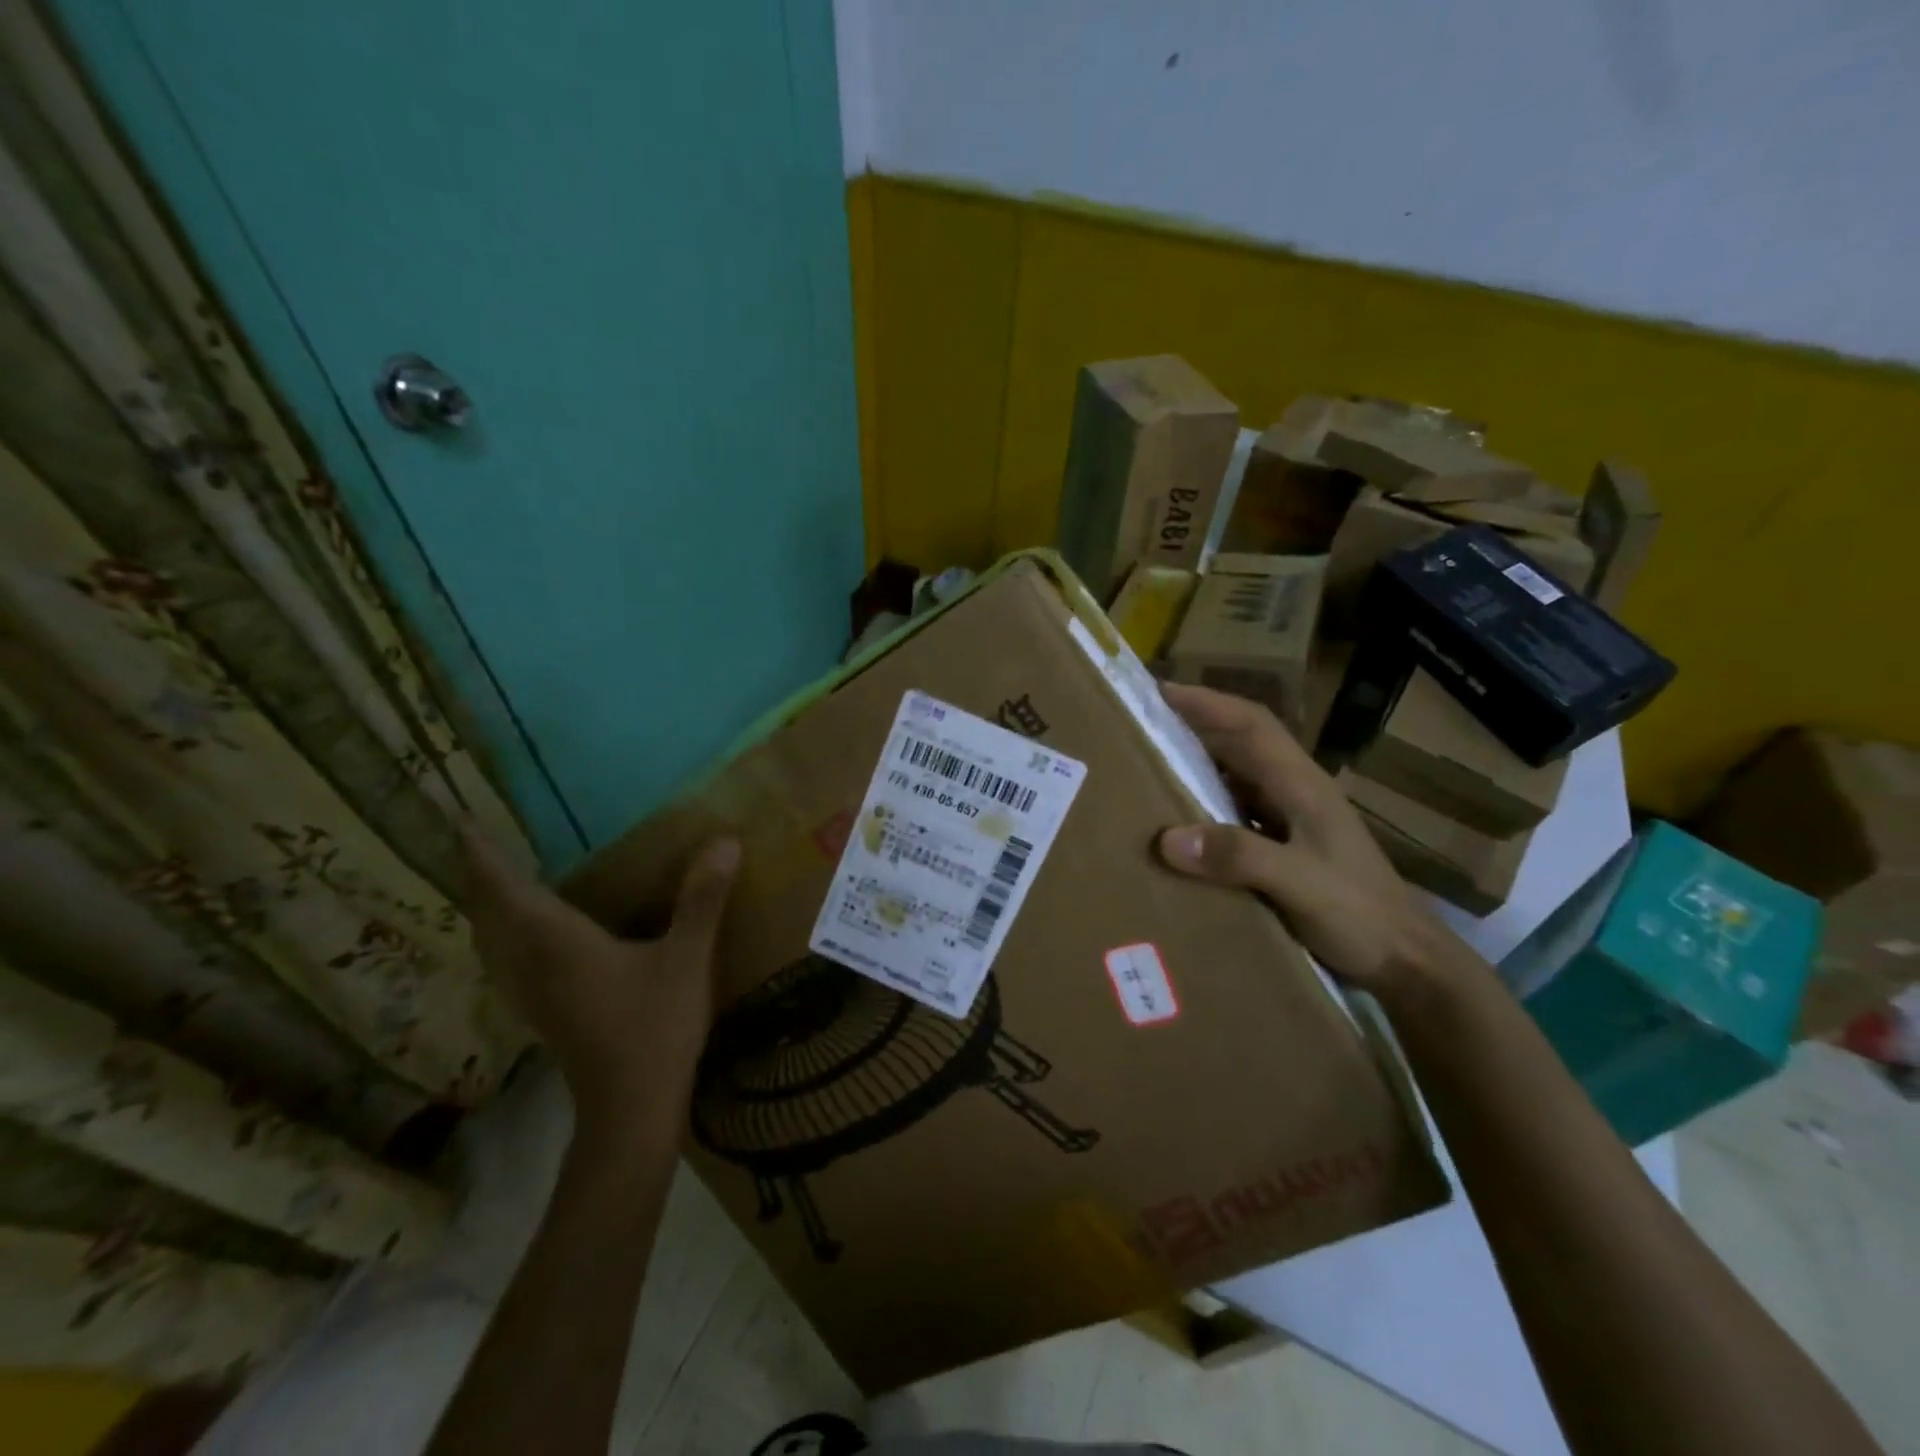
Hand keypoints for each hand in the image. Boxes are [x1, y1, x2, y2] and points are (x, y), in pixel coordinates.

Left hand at [461, 830, 741, 1144]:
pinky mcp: (545, 1014)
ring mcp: (533, 995)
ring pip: (493, 944)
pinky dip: (504, 939)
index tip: (462, 822)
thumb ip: (703, 900)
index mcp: (559, 944)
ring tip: (497, 884)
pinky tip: (527, 940)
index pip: (508, 891)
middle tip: (479, 845)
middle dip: (480, 879)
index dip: (483, 856)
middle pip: (489, 917)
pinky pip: (508, 964)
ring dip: (487, 910)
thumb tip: (724, 841)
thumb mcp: (687, 959)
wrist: (630, 1111)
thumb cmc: (655, 1029)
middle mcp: (533, 965)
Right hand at [1155, 684, 1461, 1000]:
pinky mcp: (1285, 845)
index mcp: (1302, 785)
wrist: (1405, 961)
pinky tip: (1179, 818)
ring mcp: (1292, 819)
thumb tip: (1167, 838)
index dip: (1207, 703)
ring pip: (1237, 774)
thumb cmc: (1360, 915)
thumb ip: (1239, 856)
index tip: (1160, 691)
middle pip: (1241, 742)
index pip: (1251, 725)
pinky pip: (1235, 809)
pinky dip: (1204, 802)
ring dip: (1197, 761)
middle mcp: (1295, 792)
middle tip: (1141, 723)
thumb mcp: (1300, 884)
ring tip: (1149, 763)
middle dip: (1194, 724)